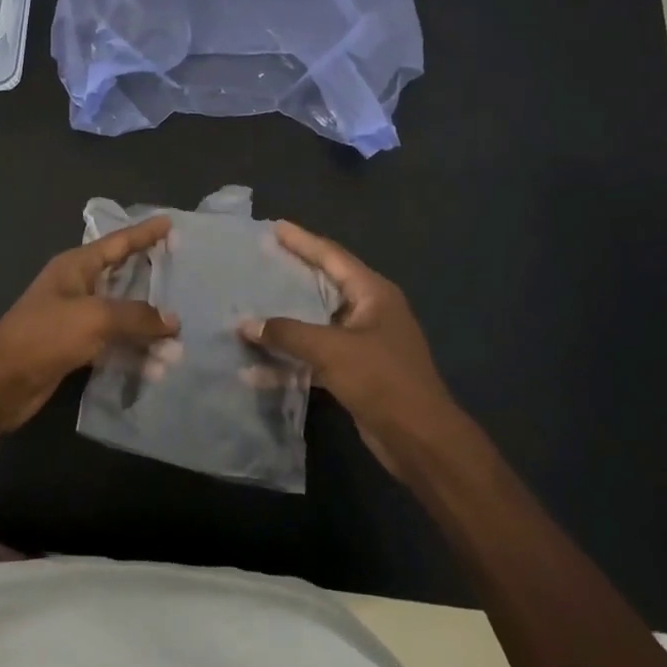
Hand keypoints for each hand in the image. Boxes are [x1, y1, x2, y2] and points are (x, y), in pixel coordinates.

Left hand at [0, 216, 179, 434]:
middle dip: (153, 282)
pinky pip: (113, 345)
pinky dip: (134, 353)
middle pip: (123, 278)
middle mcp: (78, 287)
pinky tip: (157, 368)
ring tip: (179, 343)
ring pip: (122, 317)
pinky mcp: (75, 348)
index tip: (169, 222)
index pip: (118, 243)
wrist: (0, 382)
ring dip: (147, 330)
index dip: (144, 233)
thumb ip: (136, 316)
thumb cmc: (45, 335)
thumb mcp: (95, 318)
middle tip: (185, 278)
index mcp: (76, 267)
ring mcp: (76, 319)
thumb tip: (173, 321)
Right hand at [240, 222, 453, 473]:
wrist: (420, 440)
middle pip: (323, 285)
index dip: (303, 240)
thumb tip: (245, 324)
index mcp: (372, 293)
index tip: (274, 226)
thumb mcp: (332, 350)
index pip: (332, 256)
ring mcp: (363, 343)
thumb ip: (287, 333)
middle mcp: (369, 311)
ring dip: (286, 320)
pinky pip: (316, 355)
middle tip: (260, 260)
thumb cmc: (382, 380)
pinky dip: (291, 359)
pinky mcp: (355, 372)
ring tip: (252, 306)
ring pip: (316, 322)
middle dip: (291, 275)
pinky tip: (258, 368)